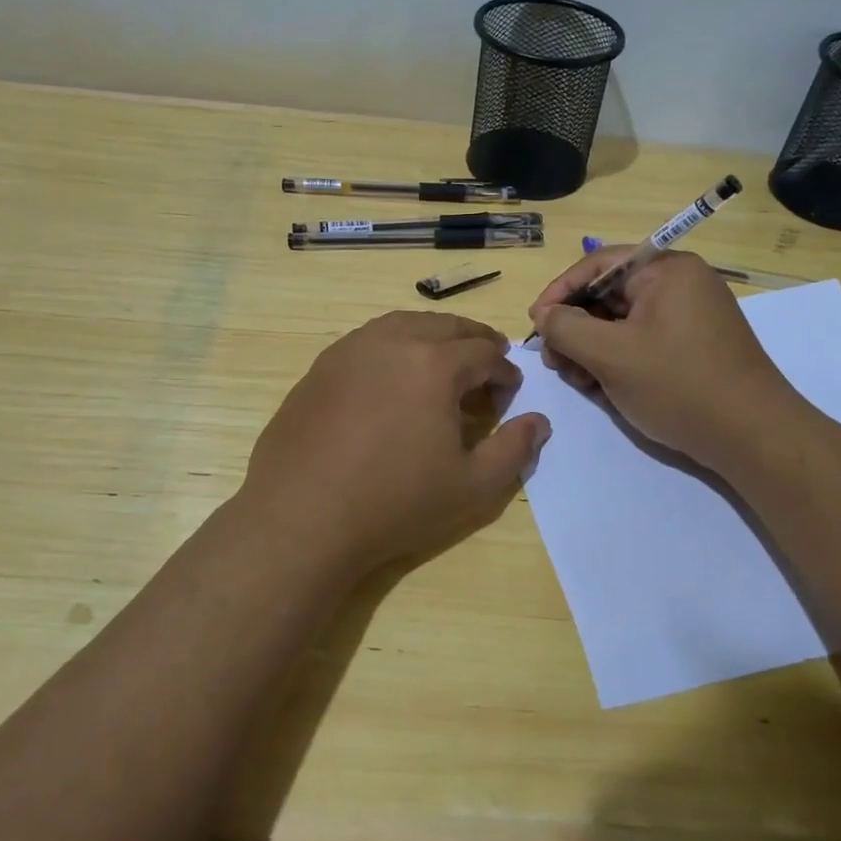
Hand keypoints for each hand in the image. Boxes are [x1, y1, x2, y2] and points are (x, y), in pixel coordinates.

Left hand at [240, 311, 550, 581]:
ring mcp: (351, 349)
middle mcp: (394, 341)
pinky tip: (393, 374)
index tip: (510, 395)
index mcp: (435, 363)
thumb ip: (515, 449)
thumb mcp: (473, 487)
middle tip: (488, 362)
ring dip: (433, 336)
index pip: (485, 353)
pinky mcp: (322, 366)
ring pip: (405, 324)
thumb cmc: (395, 502)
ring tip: (444, 359)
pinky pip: (369, 340)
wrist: (302, 517)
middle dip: (475, 341)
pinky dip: (394, 345)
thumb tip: (538, 422)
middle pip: (446, 326)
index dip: (505, 373)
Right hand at [529, 247, 802, 471]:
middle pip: (608, 295)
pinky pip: (642, 341)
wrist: (752, 437)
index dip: (559, 293)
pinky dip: (617, 359)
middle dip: (575, 327)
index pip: (597, 265)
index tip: (534, 325)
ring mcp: (689, 316)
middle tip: (554, 361)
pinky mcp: (692, 347)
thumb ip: (566, 328)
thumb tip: (545, 316)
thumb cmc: (678, 385)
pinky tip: (602, 388)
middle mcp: (680, 284)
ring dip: (592, 348)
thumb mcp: (610, 355)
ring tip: (577, 379)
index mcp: (666, 270)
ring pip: (622, 322)